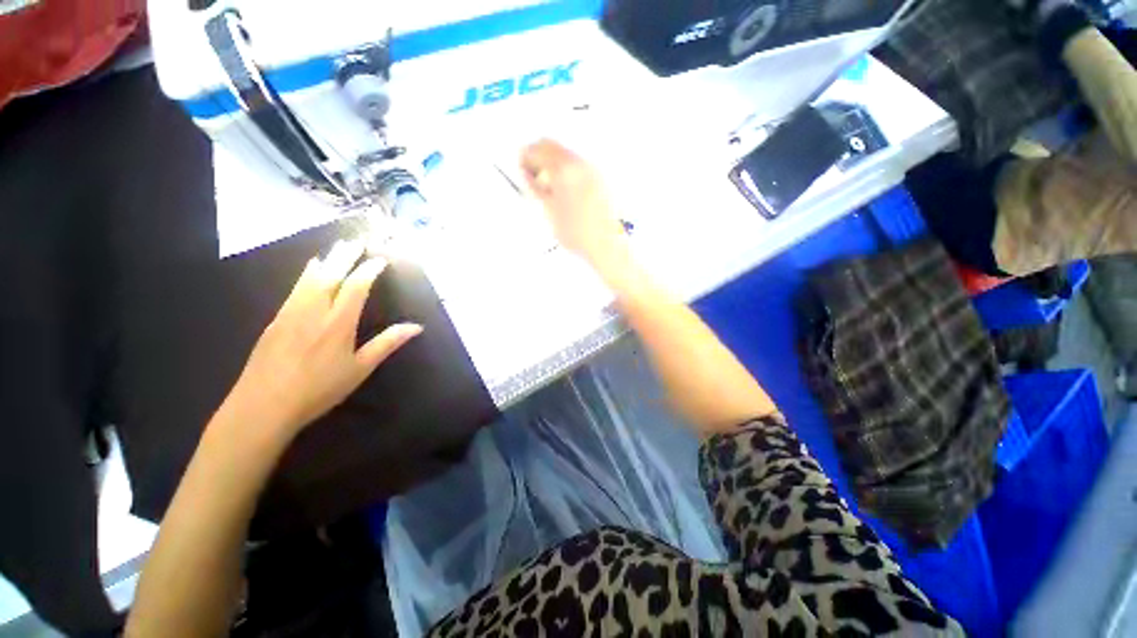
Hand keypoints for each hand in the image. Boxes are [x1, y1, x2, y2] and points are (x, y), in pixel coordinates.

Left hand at [223, 240, 421, 444]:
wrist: (262, 406)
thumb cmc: (318, 389)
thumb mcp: (360, 369)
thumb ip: (387, 343)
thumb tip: (416, 327)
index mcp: (337, 324)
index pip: (355, 287)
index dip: (369, 270)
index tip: (380, 259)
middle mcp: (313, 311)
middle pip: (330, 275)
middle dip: (345, 257)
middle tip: (356, 241)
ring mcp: (290, 313)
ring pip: (309, 279)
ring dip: (326, 261)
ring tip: (336, 248)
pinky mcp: (275, 320)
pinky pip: (294, 288)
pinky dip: (306, 274)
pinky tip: (309, 271)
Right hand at [521, 139, 629, 268]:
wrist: (605, 244)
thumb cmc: (579, 233)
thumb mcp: (548, 211)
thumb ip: (534, 189)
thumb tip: (526, 176)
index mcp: (563, 169)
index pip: (536, 150)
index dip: (524, 159)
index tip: (521, 169)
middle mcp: (580, 163)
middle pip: (552, 146)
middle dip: (538, 157)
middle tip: (532, 175)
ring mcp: (592, 169)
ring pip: (565, 154)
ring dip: (552, 163)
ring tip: (548, 188)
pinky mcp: (600, 178)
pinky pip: (577, 165)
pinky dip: (566, 171)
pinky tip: (564, 191)